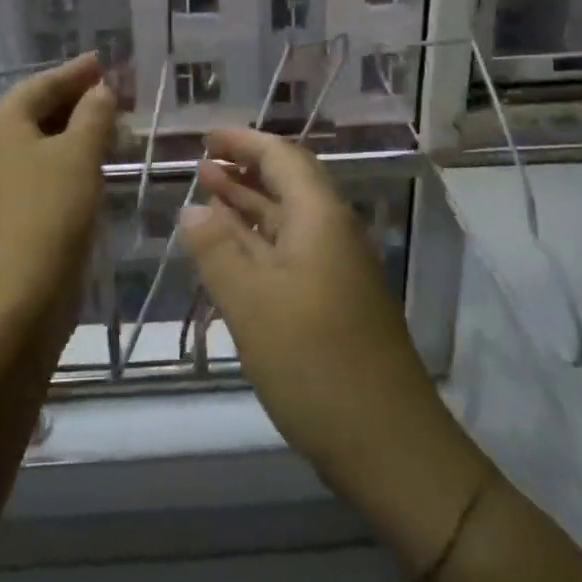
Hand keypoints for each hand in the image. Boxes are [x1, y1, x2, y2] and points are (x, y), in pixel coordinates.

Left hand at [0, 53, 118, 309]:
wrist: (21, 290)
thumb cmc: (51, 208)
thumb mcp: (80, 152)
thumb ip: (94, 113)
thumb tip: (101, 90)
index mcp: (0, 124)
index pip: (41, 84)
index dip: (75, 72)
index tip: (103, 61)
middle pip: (37, 111)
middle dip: (77, 100)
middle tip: (113, 92)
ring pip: (40, 142)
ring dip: (75, 131)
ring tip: (111, 125)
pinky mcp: (9, 210)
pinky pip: (41, 169)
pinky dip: (67, 158)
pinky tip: (94, 163)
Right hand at [181, 129, 487, 572]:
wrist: (389, 445)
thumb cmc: (315, 363)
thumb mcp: (252, 303)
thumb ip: (217, 250)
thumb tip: (192, 209)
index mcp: (320, 219)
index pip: (282, 157)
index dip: (244, 142)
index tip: (206, 137)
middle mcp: (332, 235)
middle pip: (288, 185)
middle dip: (244, 171)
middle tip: (200, 165)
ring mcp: (337, 272)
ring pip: (287, 223)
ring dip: (248, 207)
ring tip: (206, 197)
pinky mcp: (334, 305)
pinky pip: (290, 255)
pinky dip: (257, 245)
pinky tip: (231, 256)